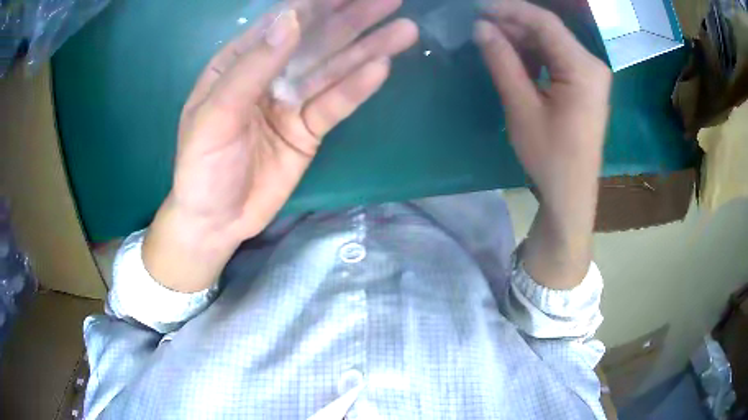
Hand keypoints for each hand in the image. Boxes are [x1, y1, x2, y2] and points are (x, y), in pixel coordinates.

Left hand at [144, 0, 417, 291]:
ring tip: (404, 31)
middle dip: (353, 18)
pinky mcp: (309, 129)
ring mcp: (292, 101)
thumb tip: (290, 18)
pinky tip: (382, 68)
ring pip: (334, 69)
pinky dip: (357, 88)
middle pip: (316, 40)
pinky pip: (336, 104)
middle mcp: (270, 74)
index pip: (282, 24)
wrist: (216, 221)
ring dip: (368, 48)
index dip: (316, 3)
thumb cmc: (202, 168)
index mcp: (240, 63)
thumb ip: (251, 67)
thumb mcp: (215, 116)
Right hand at [475, 1, 610, 287]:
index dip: (509, 9)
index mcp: (583, 68)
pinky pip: (557, 58)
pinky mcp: (585, 85)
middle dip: (513, 24)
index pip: (544, 22)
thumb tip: (481, 28)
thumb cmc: (549, 156)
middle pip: (550, 30)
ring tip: (490, 37)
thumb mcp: (521, 107)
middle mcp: (592, 65)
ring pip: (552, 43)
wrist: (571, 193)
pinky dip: (534, 54)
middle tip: (479, 24)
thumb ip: (502, 61)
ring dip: (522, 38)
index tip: (478, 8)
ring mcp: (591, 75)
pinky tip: (512, 55)